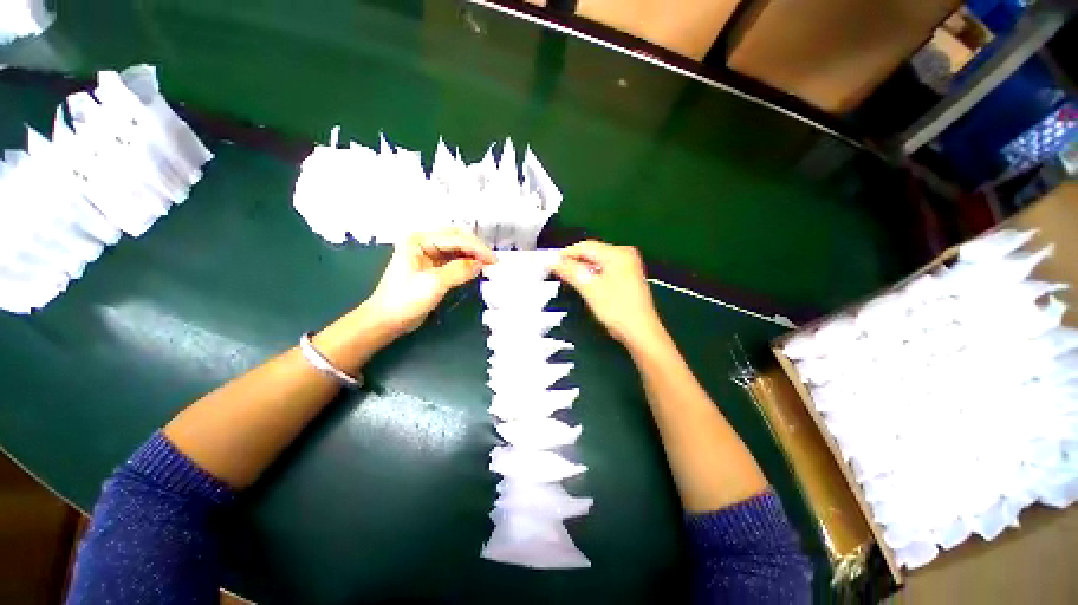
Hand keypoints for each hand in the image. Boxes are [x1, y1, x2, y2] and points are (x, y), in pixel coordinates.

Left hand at [365, 228, 494, 334]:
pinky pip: (454, 260)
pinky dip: (467, 263)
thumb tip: (480, 265)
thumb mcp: (434, 284)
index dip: (477, 248)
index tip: (493, 260)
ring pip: (457, 249)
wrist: (387, 320)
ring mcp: (428, 254)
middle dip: (477, 249)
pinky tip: (477, 269)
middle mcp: (423, 242)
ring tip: (488, 265)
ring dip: (473, 255)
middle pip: (457, 239)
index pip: (455, 238)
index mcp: (418, 240)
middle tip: (493, 262)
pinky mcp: (432, 267)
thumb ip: (459, 270)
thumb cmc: (404, 300)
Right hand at [553, 241, 664, 346]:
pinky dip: (592, 275)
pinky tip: (584, 284)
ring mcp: (629, 266)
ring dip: (582, 270)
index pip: (585, 247)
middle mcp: (625, 255)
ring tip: (567, 278)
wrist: (640, 332)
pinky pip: (604, 270)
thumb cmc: (617, 309)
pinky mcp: (628, 277)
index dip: (566, 254)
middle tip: (557, 271)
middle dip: (574, 262)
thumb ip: (570, 271)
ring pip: (597, 263)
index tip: (550, 262)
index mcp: (618, 253)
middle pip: (592, 253)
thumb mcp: (589, 288)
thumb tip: (553, 261)